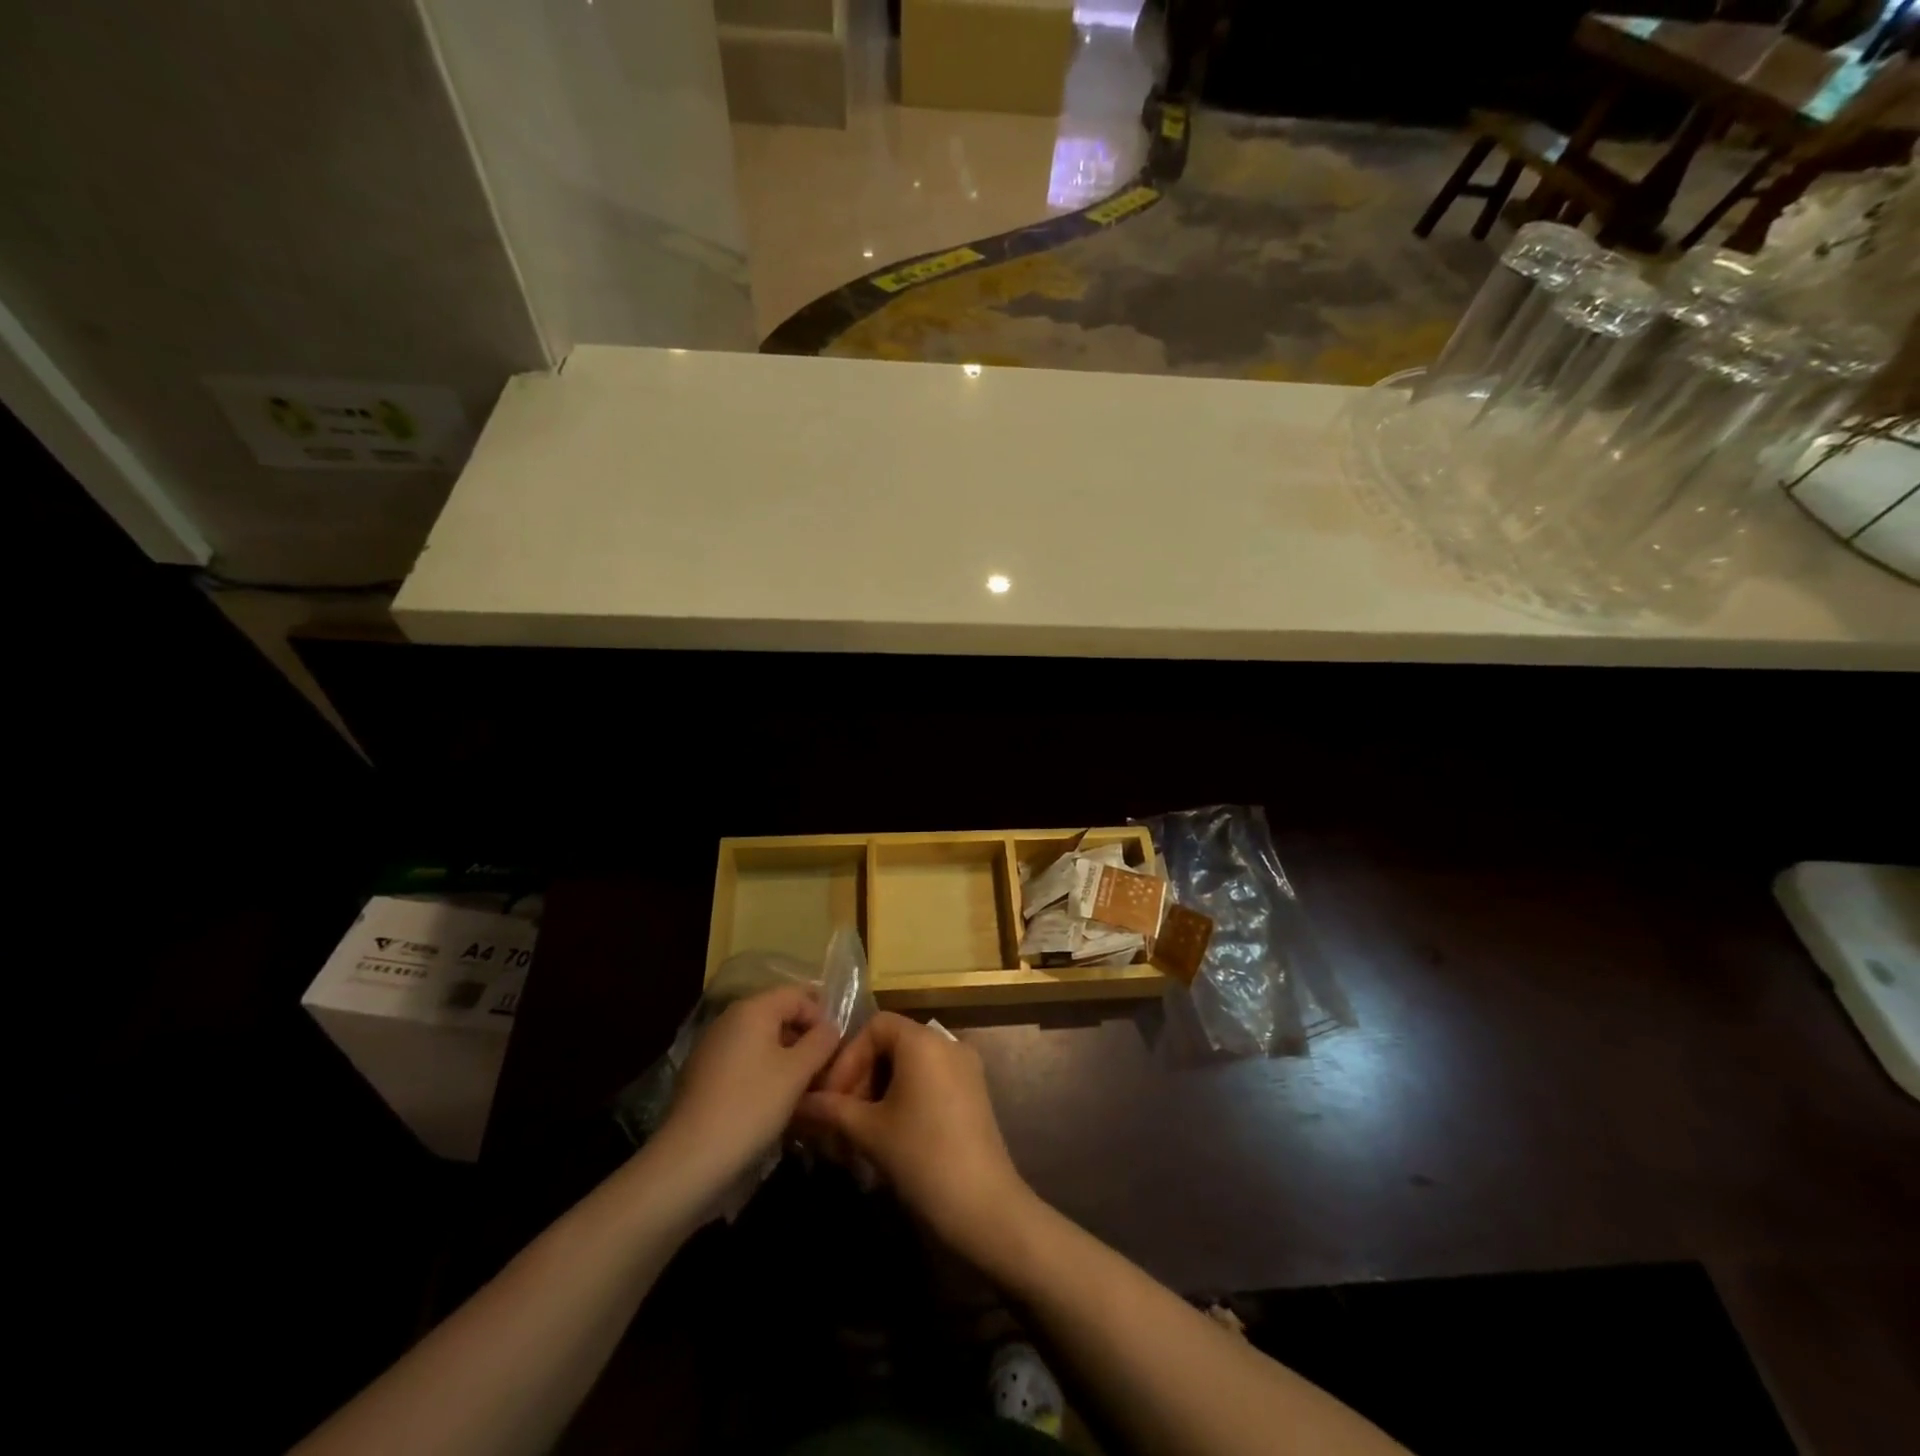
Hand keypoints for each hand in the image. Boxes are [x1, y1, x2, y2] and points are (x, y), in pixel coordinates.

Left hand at [656, 987, 840, 1196]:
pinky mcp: (702, 1074)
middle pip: (778, 1014)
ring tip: (801, 1087)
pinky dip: (762, 1070)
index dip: (821, 1016)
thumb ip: (821, 1042)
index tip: (834, 1048)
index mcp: (753, 1009)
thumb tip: (830, 1027)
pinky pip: (743, 1060)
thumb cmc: (752, 1105)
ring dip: (785, 1056)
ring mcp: (712, 1046)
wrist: (690, 1159)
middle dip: (803, 1036)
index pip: (798, 995)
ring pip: (760, 1039)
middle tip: (822, 1067)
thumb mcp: (797, 1072)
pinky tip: (771, 1100)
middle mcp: (729, 1019)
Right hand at [797, 1013, 1033, 1260]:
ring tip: (859, 1132)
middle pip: (892, 1044)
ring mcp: (965, 1067)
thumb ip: (831, 1110)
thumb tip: (798, 1103)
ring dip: (879, 1092)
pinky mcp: (974, 1092)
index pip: (875, 1027)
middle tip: (840, 1119)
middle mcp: (948, 1043)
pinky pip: (930, 1081)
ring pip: (910, 1066)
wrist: (984, 1205)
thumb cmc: (921, 1157)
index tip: (831, 1097)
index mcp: (923, 1040)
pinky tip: (889, 1135)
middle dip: (860, 1078)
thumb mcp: (869, 1132)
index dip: (848, 1057)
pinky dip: (904, 1098)